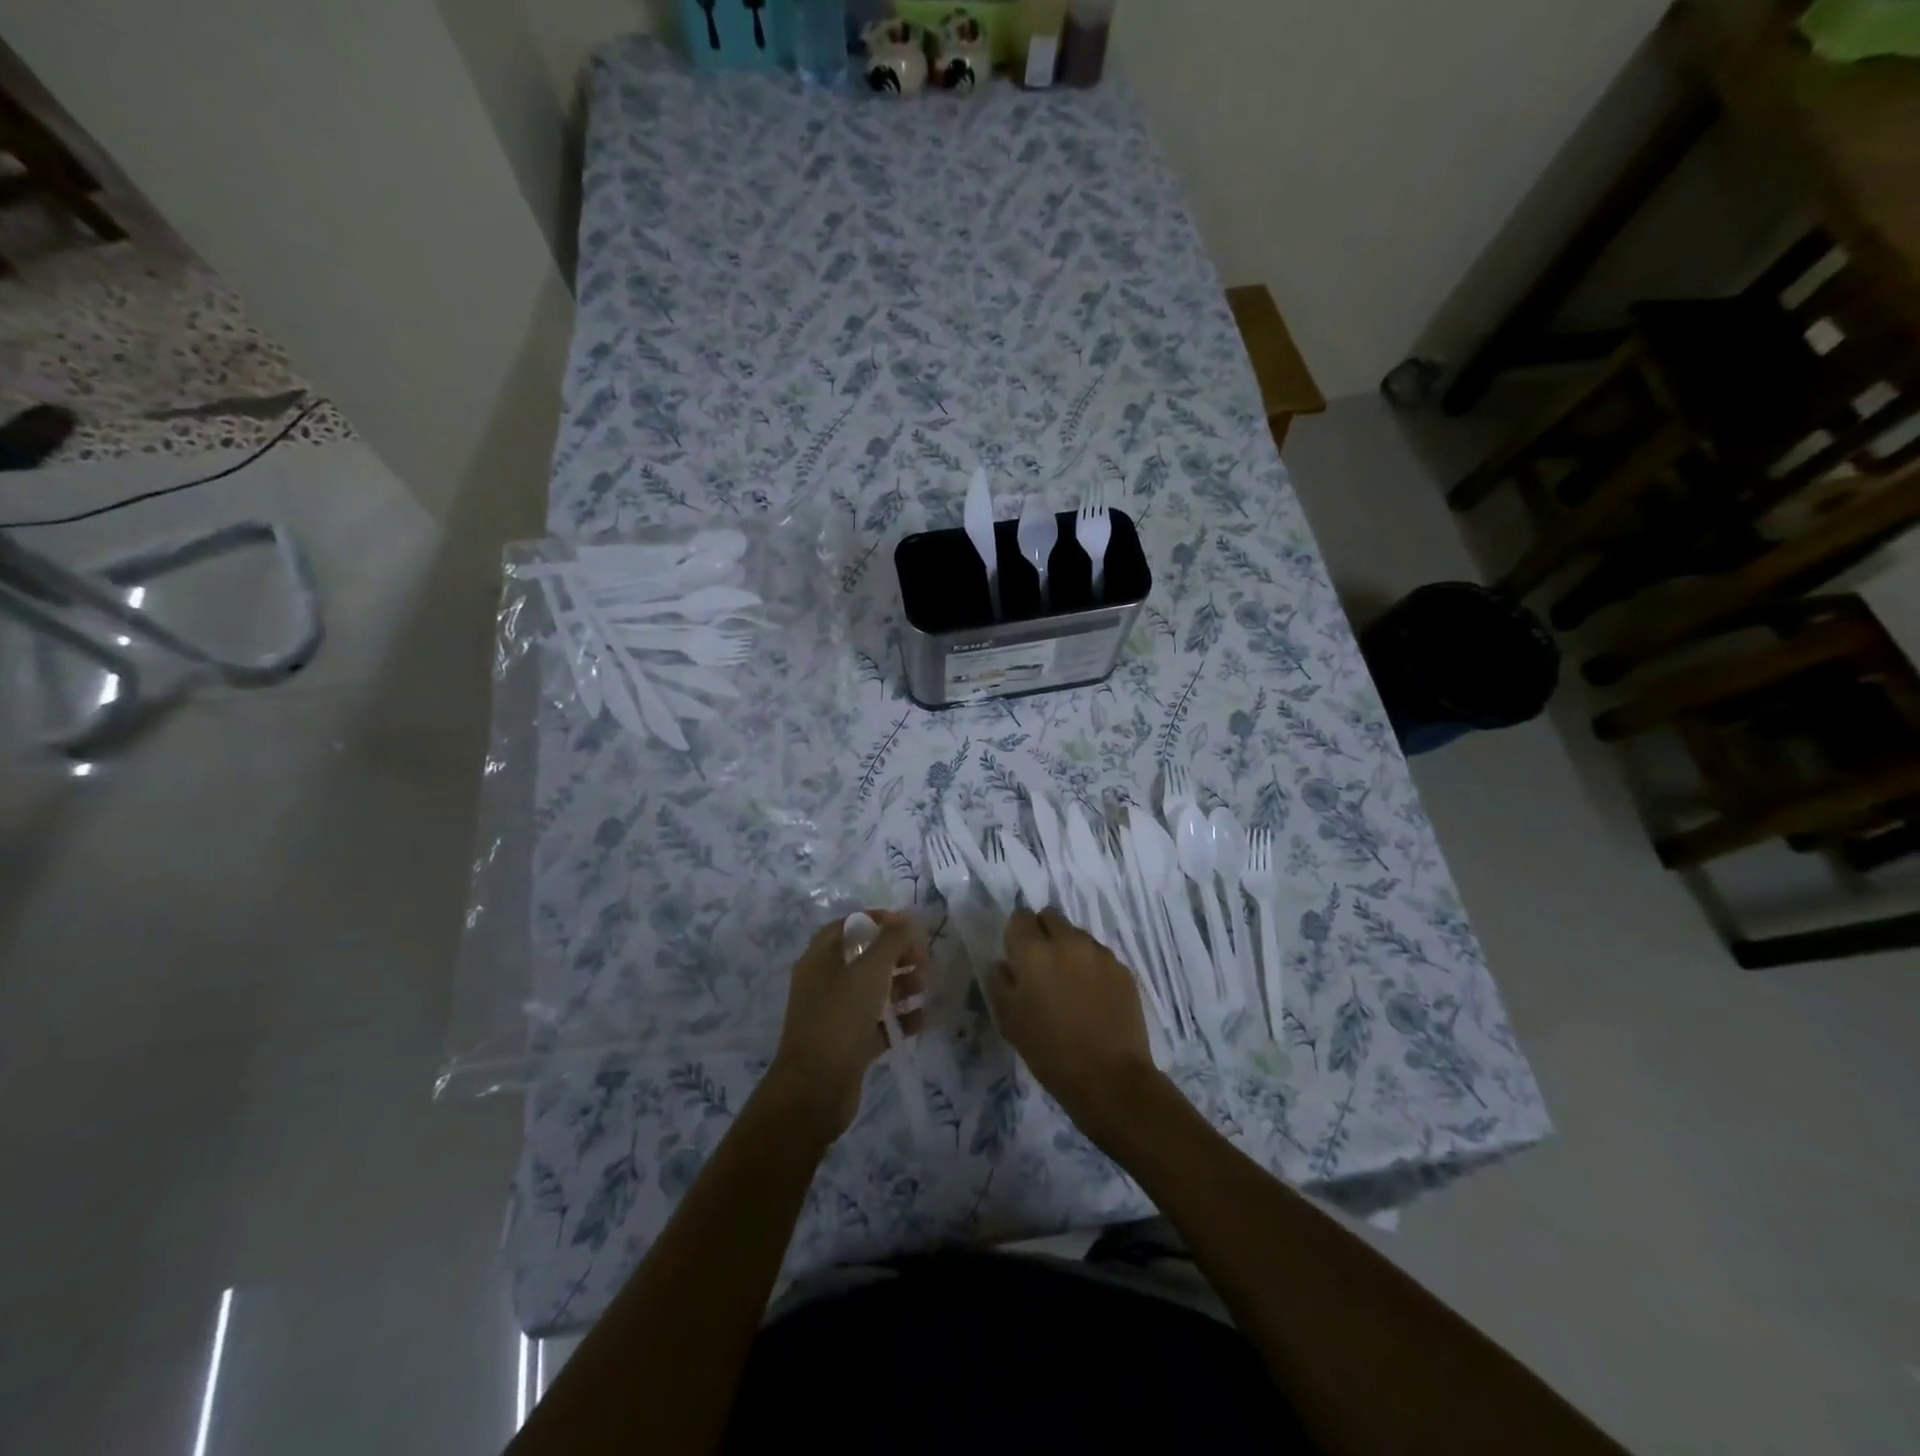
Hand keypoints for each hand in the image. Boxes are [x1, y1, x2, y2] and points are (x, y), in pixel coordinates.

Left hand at [766, 911, 926, 1138]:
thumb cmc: (840, 1018)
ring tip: (924, 988)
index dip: (878, 921)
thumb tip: (906, 916)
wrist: (815, 1090)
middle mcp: (824, 982)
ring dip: (901, 985)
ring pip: (873, 990)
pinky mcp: (848, 1044)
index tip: (908, 926)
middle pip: (864, 957)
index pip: (849, 926)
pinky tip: (921, 1020)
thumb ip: (891, 940)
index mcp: (820, 958)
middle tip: (923, 961)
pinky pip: (877, 1023)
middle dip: (896, 955)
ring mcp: (835, 1014)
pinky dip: (899, 1019)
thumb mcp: (870, 971)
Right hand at [987, 907, 1165, 1145]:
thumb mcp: (1009, 1021)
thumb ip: (1000, 984)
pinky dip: (1091, 966)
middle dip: (1042, 933)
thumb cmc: (1050, 1052)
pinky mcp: (1122, 968)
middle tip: (1042, 966)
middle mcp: (1067, 942)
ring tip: (1070, 984)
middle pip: (1050, 916)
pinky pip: (1099, 955)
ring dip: (1068, 949)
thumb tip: (1004, 965)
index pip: (1020, 917)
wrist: (1110, 1078)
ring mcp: (1099, 953)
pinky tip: (1092, 997)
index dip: (1016, 934)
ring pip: (1076, 935)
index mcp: (1034, 952)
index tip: (1017, 956)